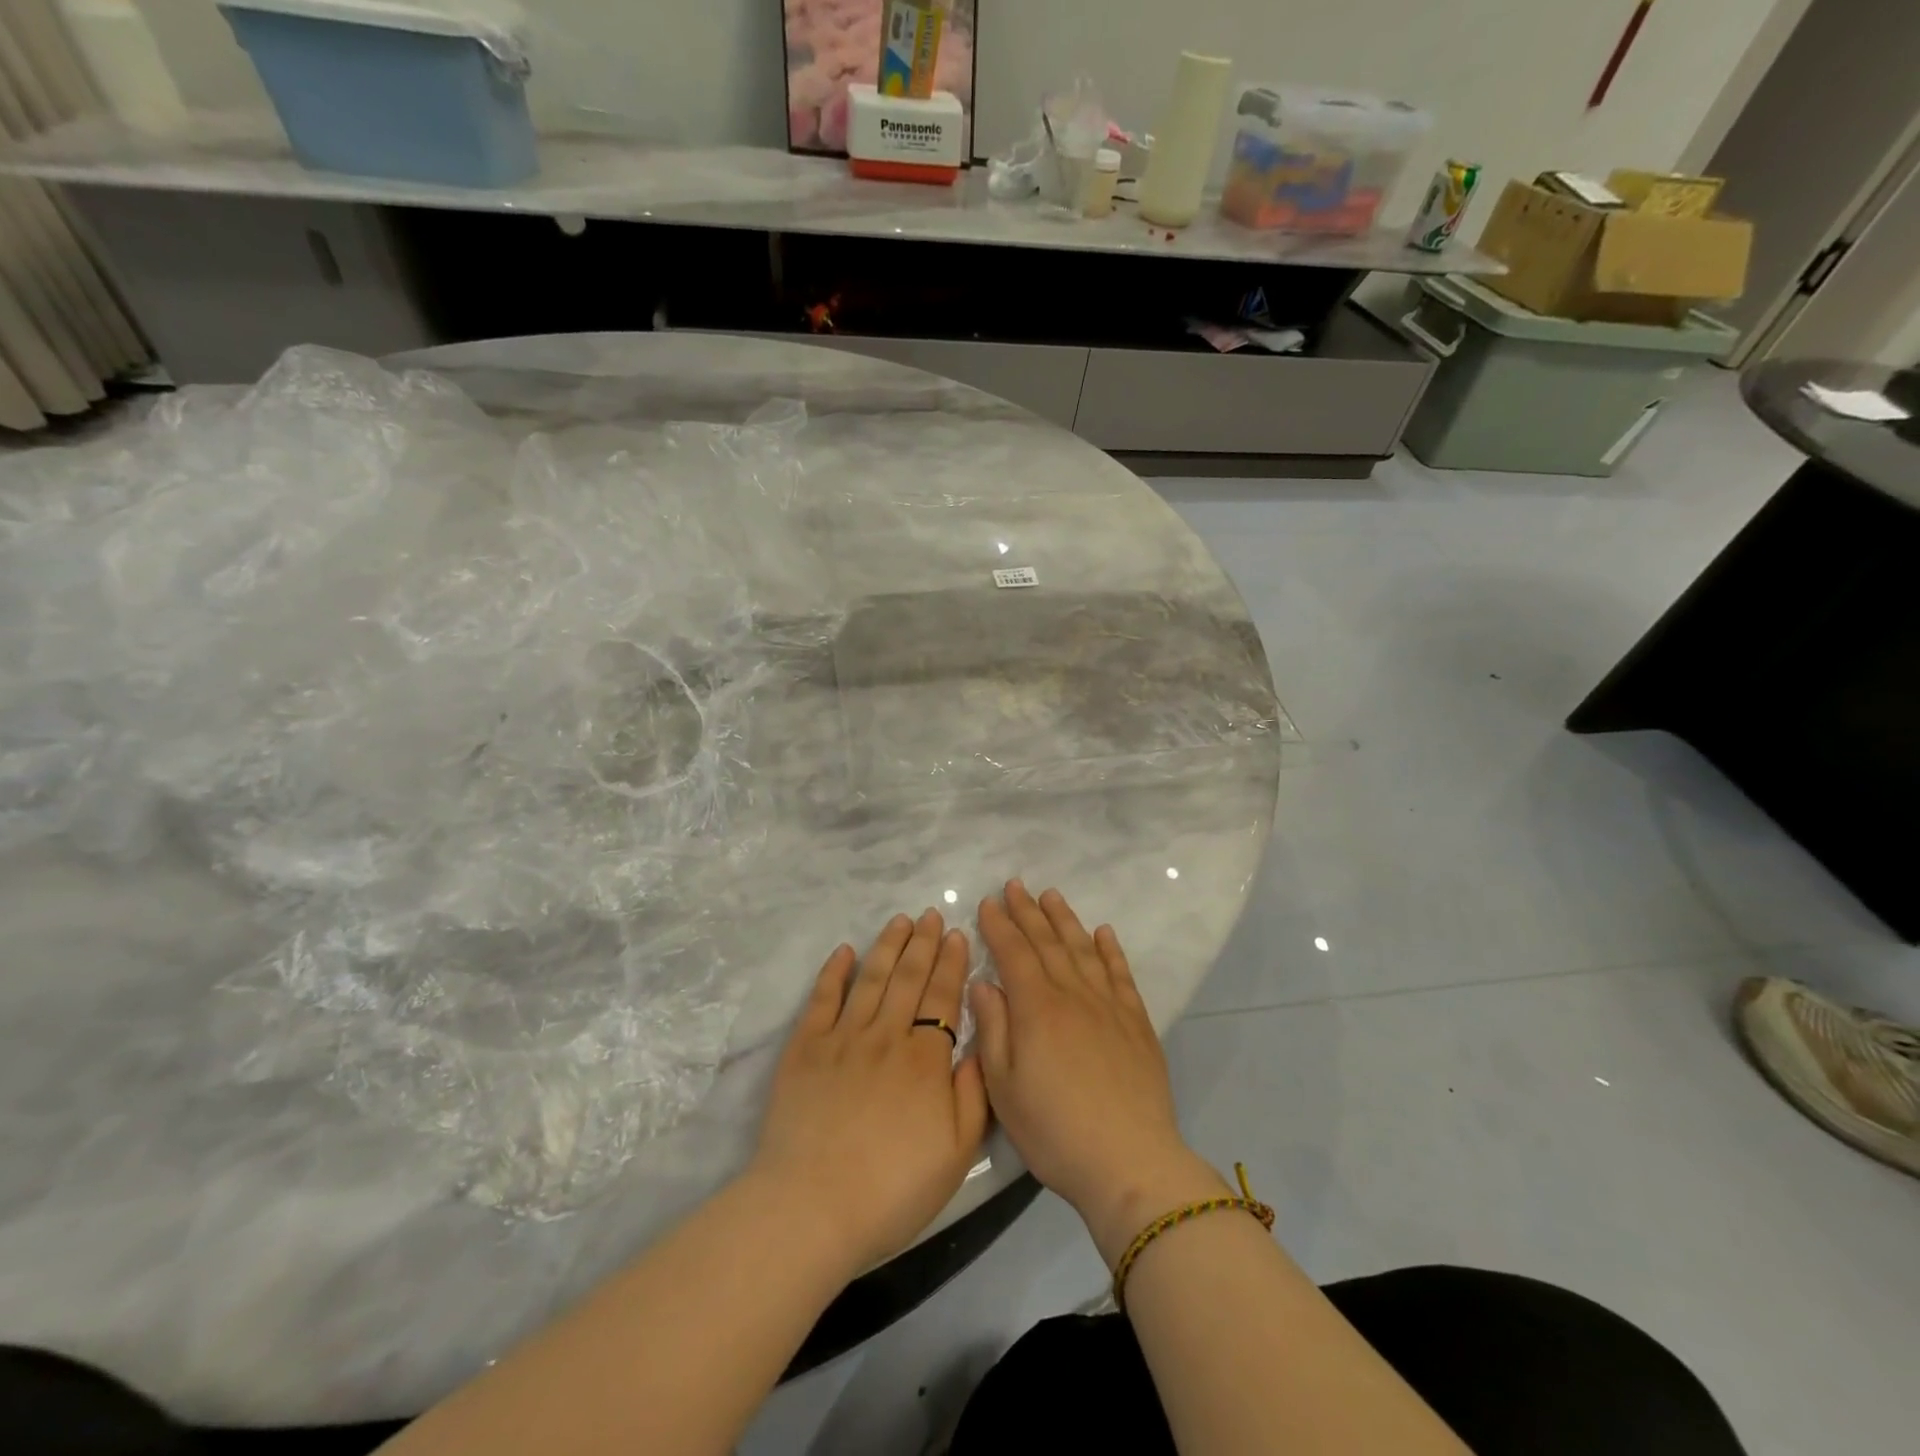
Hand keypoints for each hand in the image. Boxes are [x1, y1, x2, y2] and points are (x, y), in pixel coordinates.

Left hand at [748, 909, 988, 1274]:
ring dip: (887, 946)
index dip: (951, 964)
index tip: (956, 935)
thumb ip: (975, 1095)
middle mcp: (886, 1036)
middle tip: (931, 914)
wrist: (813, 1207)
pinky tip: (844, 951)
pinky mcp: (805, 1048)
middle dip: (922, 943)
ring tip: (899, 921)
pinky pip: (822, 998)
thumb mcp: (956, 1153)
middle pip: (908, 979)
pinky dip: (834, 971)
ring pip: (871, 979)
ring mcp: (842, 1038)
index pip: (943, 998)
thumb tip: (981, 1047)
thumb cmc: (893, 1189)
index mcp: (925, 1060)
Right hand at [972, 881, 1227, 1263]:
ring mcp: (1108, 1005)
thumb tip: (984, 984)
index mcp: (1037, 1008)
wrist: (1130, 1162)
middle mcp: (1073, 994)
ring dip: (1065, 920)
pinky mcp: (1136, 1022)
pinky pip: (1120, 973)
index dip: (999, 926)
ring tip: (1051, 895)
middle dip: (1028, 911)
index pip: (1014, 953)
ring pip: (1082, 949)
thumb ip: (994, 1030)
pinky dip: (1110, 949)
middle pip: (1047, 942)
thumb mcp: (1004, 1088)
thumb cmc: (1055, 1131)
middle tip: (1015, 885)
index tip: (987, 903)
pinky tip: (1104, 932)